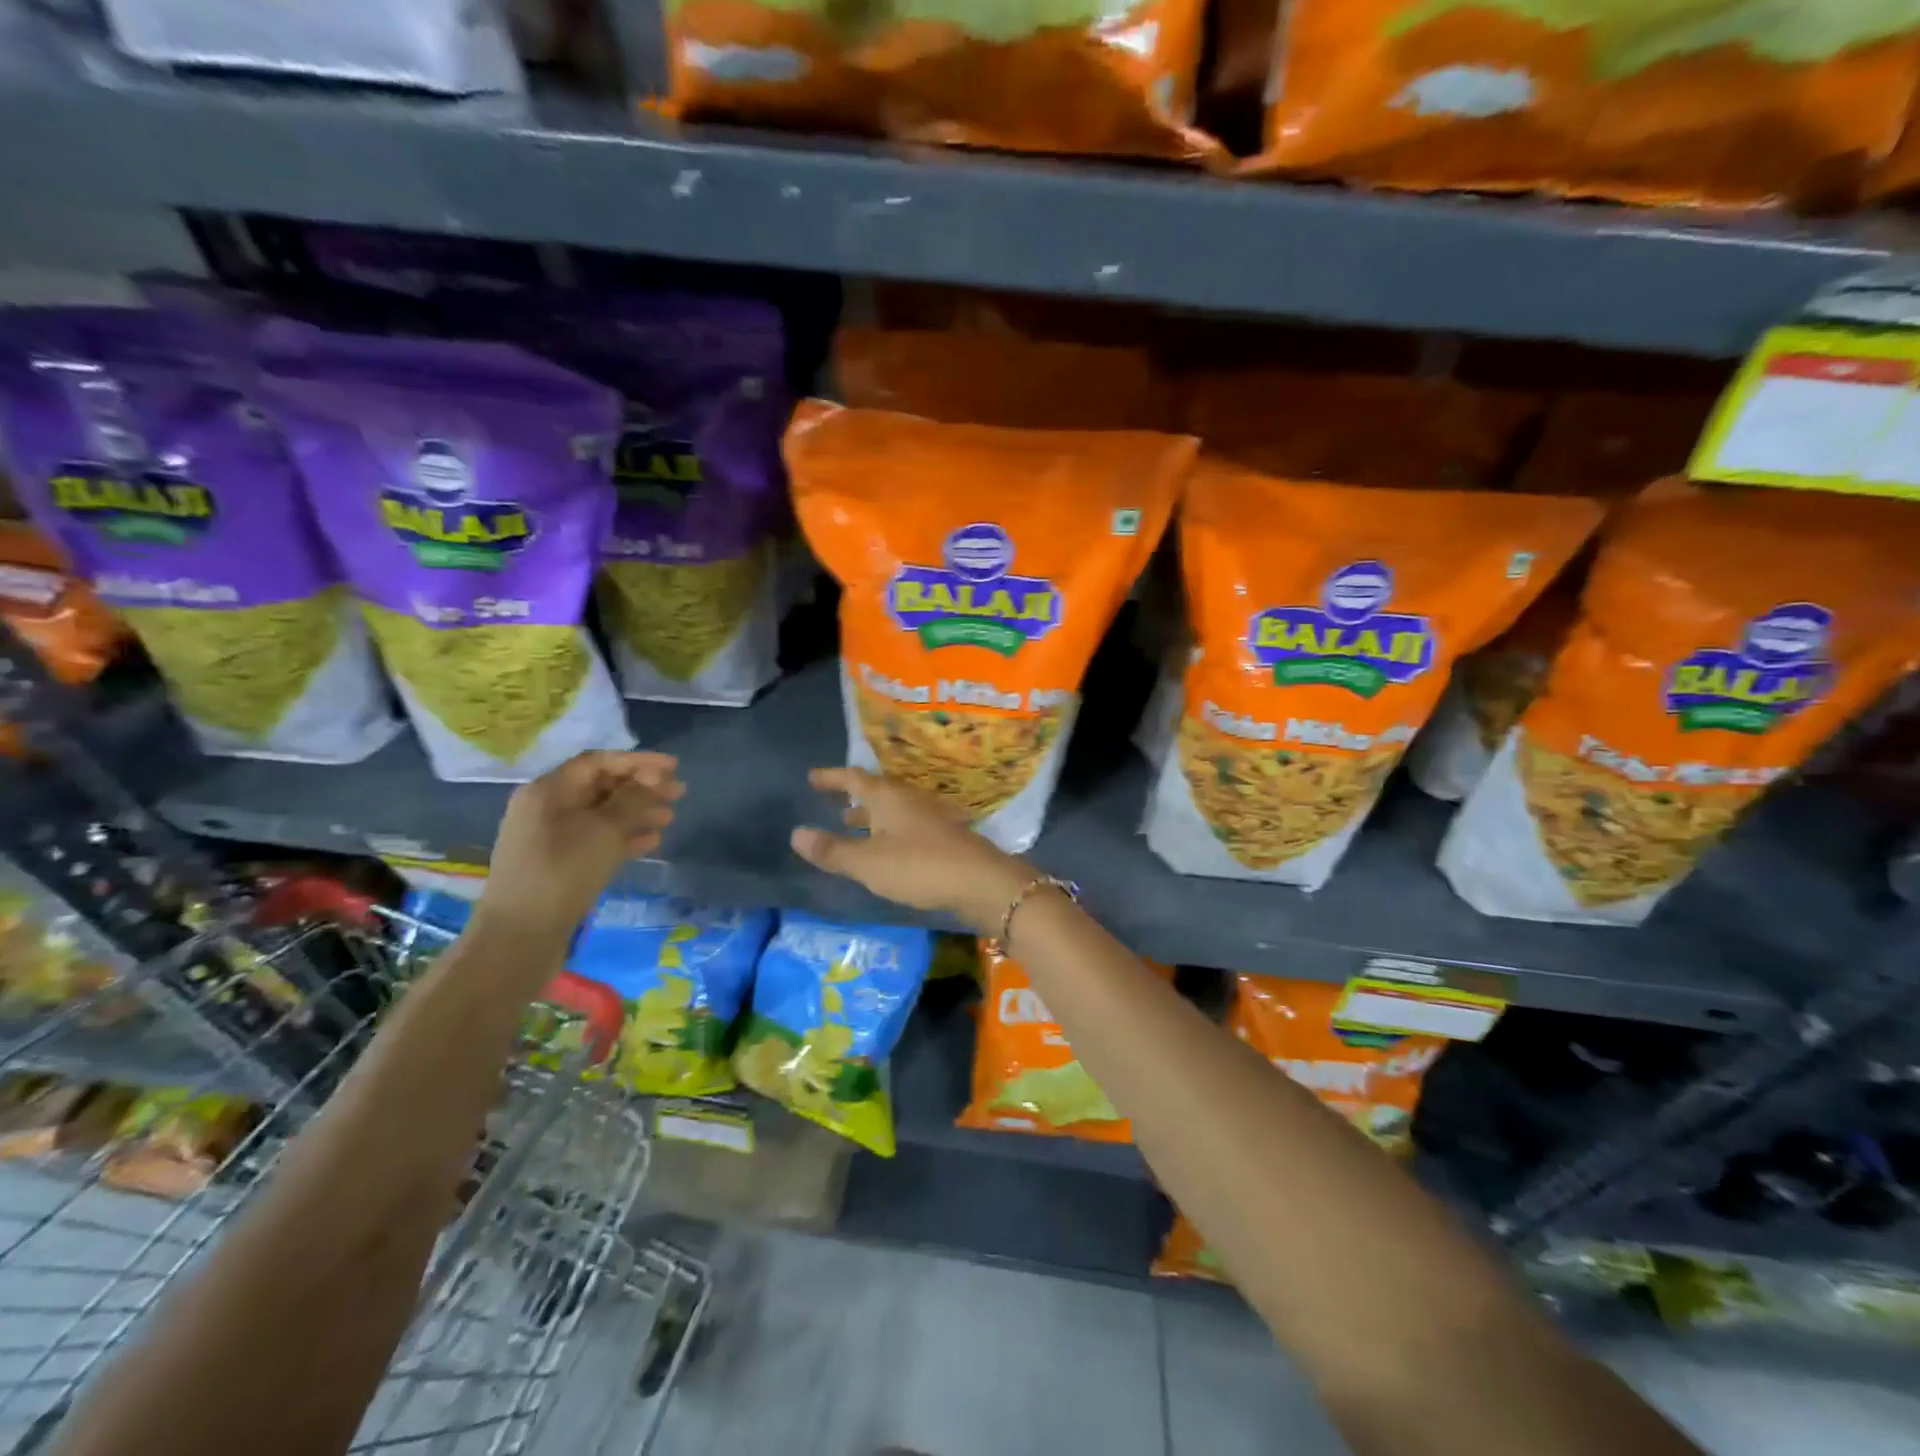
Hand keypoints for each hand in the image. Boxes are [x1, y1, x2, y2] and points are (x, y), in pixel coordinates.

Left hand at [479, 751, 683, 935]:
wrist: (522, 935)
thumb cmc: (563, 871)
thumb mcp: (603, 829)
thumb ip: (632, 799)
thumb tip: (651, 779)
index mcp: (548, 791)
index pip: (598, 762)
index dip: (638, 761)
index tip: (674, 766)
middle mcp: (547, 808)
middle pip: (601, 787)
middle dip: (642, 788)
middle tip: (679, 793)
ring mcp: (552, 837)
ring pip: (603, 814)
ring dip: (638, 812)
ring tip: (670, 818)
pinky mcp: (561, 863)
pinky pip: (598, 839)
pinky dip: (625, 836)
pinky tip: (652, 841)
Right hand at [790, 767, 1034, 932]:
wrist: (981, 881)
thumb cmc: (919, 866)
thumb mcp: (867, 862)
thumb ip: (832, 850)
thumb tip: (796, 833)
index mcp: (888, 797)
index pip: (853, 778)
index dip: (832, 777)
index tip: (813, 777)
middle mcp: (909, 799)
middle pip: (876, 791)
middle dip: (853, 797)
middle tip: (833, 803)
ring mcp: (930, 816)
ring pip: (893, 809)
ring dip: (871, 816)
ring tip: (852, 826)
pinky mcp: (944, 836)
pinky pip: (906, 825)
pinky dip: (888, 831)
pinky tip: (887, 849)